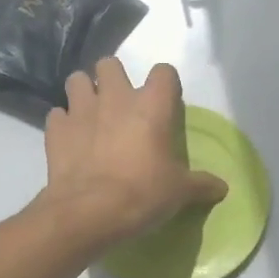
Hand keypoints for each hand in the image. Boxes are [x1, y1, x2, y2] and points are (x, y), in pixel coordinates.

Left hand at [36, 58, 226, 253]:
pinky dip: (63, 123)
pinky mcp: (56, 130)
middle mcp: (116, 98)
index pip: (164, 71)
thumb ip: (202, 185)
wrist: (88, 213)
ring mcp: (81, 110)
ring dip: (84, 92)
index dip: (166, 84)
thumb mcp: (180, 193)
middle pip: (110, 64)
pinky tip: (70, 139)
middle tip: (120, 103)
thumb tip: (223, 188)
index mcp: (152, 105)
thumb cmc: (142, 194)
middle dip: (113, 78)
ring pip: (77, 80)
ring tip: (91, 113)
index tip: (166, 102)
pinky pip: (57, 115)